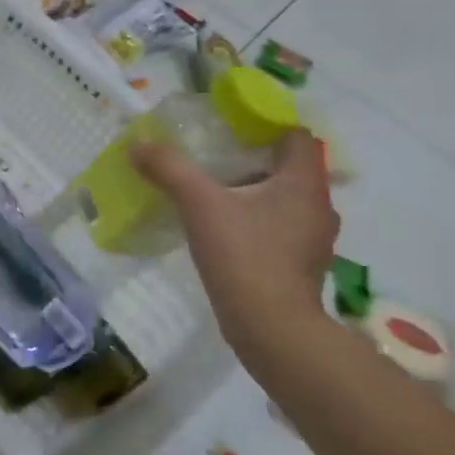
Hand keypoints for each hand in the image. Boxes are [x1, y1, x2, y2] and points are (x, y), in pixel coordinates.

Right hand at [132, 130, 339, 360]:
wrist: (272, 329)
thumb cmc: (244, 255)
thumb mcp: (199, 204)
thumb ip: (169, 169)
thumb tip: (138, 145)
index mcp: (303, 184)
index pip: (297, 138)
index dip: (266, 126)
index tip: (229, 127)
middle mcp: (317, 208)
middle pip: (288, 168)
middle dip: (251, 159)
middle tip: (210, 156)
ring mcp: (311, 240)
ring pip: (282, 200)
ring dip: (251, 191)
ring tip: (209, 192)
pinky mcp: (297, 265)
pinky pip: (276, 227)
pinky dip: (252, 220)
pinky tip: (220, 229)